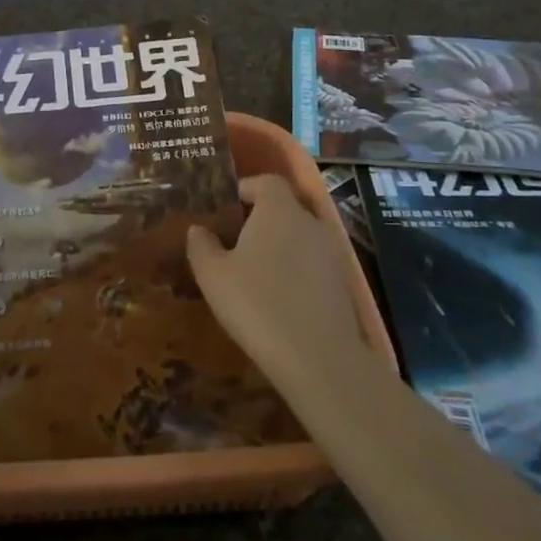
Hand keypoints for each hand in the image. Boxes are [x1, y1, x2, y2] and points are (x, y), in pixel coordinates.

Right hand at [187, 174, 376, 408]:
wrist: (318, 359)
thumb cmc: (257, 304)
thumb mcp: (213, 275)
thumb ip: (201, 245)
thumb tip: (198, 229)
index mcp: (279, 209)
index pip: (267, 182)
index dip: (247, 188)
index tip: (227, 205)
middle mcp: (310, 222)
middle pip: (285, 208)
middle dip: (261, 219)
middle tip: (235, 240)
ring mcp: (331, 253)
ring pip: (300, 237)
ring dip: (280, 247)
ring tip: (254, 271)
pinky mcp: (342, 284)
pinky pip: (313, 264)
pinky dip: (296, 271)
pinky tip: (278, 298)